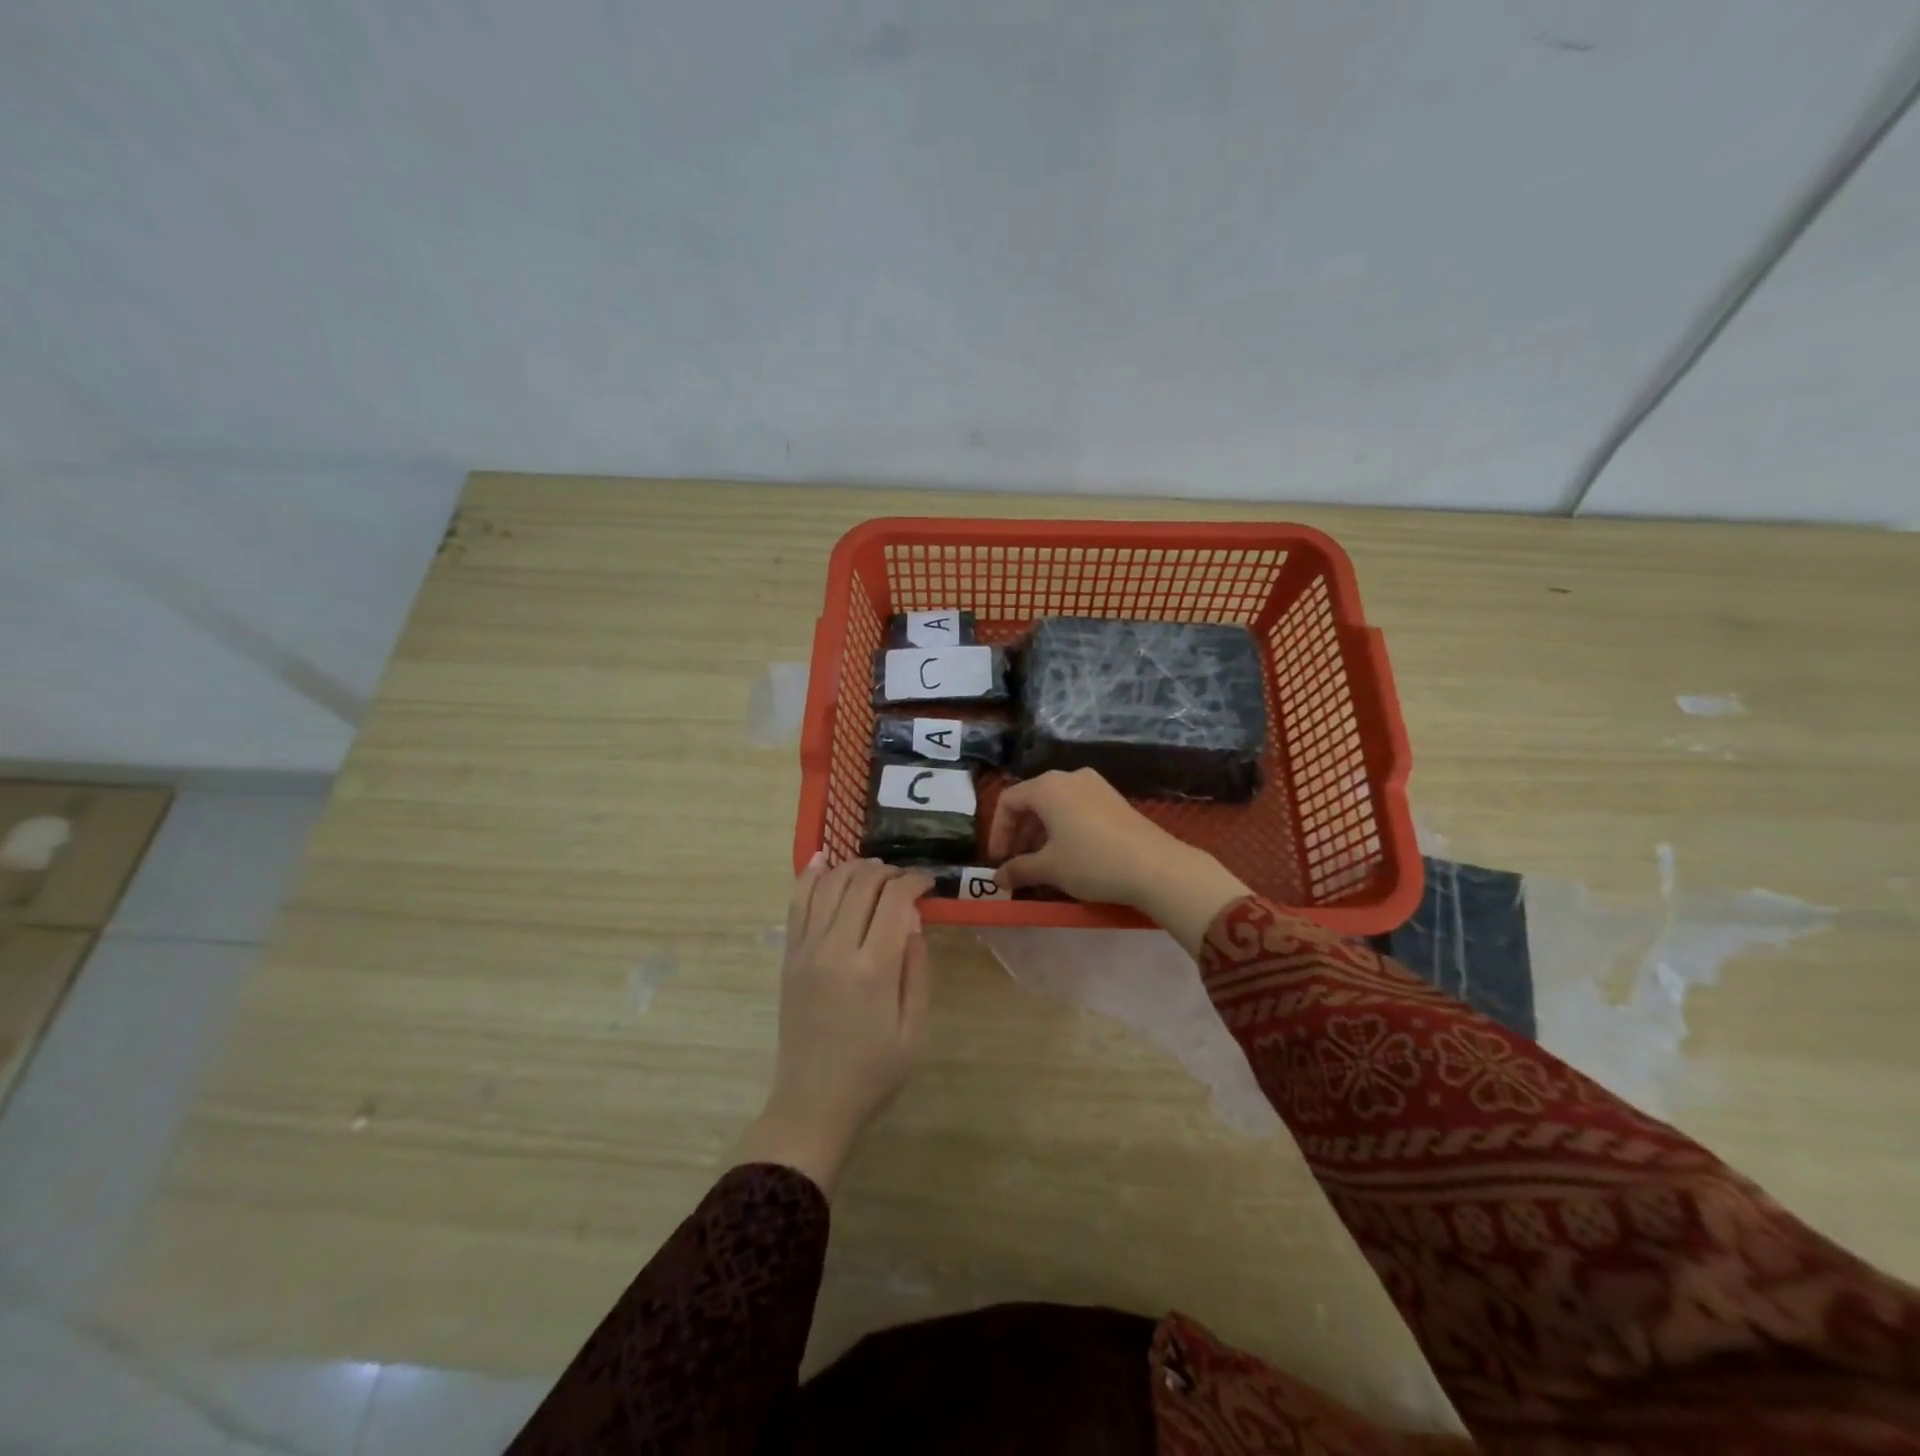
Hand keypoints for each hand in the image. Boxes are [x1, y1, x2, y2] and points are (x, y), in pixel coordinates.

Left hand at [733, 857, 933, 1196]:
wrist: (814, 1104)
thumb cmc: (874, 1073)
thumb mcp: (913, 1028)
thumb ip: (916, 969)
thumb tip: (914, 921)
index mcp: (873, 969)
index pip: (895, 901)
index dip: (915, 882)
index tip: (929, 883)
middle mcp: (835, 949)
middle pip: (861, 884)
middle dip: (888, 871)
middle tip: (905, 879)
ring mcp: (806, 950)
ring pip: (828, 885)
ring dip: (854, 868)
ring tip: (874, 870)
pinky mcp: (789, 957)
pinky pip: (797, 904)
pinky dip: (809, 876)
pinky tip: (822, 858)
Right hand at [987, 769, 1249, 953]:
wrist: (1156, 867)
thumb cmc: (1092, 862)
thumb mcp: (1050, 869)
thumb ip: (1018, 869)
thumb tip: (997, 878)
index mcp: (1048, 787)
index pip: (1009, 800)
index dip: (998, 831)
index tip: (998, 860)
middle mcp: (1069, 777)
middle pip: (1032, 800)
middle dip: (1019, 833)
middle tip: (1016, 863)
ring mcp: (1095, 785)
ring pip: (1055, 804)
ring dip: (1040, 832)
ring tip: (1040, 863)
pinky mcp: (1113, 799)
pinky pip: (1076, 808)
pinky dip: (1063, 828)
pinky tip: (1067, 854)